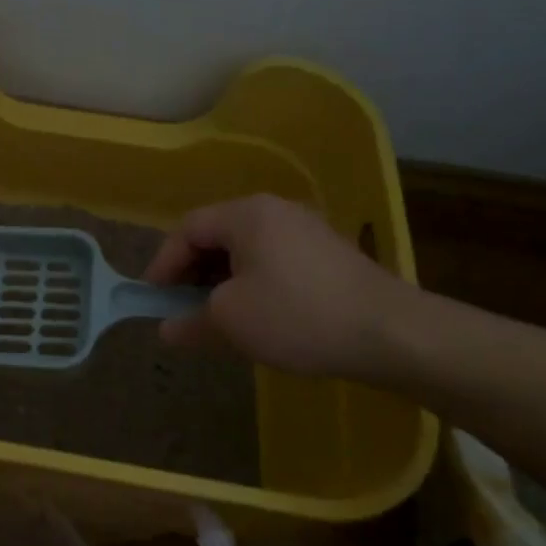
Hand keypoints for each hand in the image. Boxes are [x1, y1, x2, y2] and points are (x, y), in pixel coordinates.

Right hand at [143, 195, 408, 376]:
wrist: (392, 334)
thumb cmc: (297, 316)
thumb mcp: (231, 321)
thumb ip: (190, 321)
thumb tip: (167, 329)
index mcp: (246, 214)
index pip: (188, 229)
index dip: (163, 263)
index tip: (153, 299)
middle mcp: (276, 211)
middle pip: (217, 235)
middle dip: (192, 273)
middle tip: (181, 308)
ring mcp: (307, 230)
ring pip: (246, 250)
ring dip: (222, 281)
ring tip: (216, 317)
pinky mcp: (329, 254)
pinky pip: (274, 261)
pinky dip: (252, 283)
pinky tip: (256, 316)